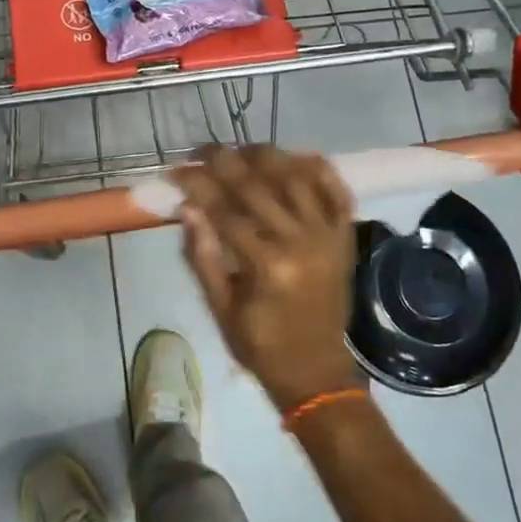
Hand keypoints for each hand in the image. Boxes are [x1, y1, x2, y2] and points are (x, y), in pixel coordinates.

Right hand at [172, 145, 361, 410]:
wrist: (317, 371)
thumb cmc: (260, 344)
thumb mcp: (220, 307)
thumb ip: (203, 256)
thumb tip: (187, 208)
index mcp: (267, 266)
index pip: (224, 210)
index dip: (197, 186)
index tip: (176, 171)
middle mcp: (301, 242)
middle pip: (258, 186)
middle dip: (224, 161)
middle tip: (201, 150)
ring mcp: (328, 236)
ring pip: (297, 178)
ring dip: (267, 156)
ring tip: (240, 149)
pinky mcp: (344, 237)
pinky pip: (335, 191)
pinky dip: (318, 169)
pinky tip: (295, 156)